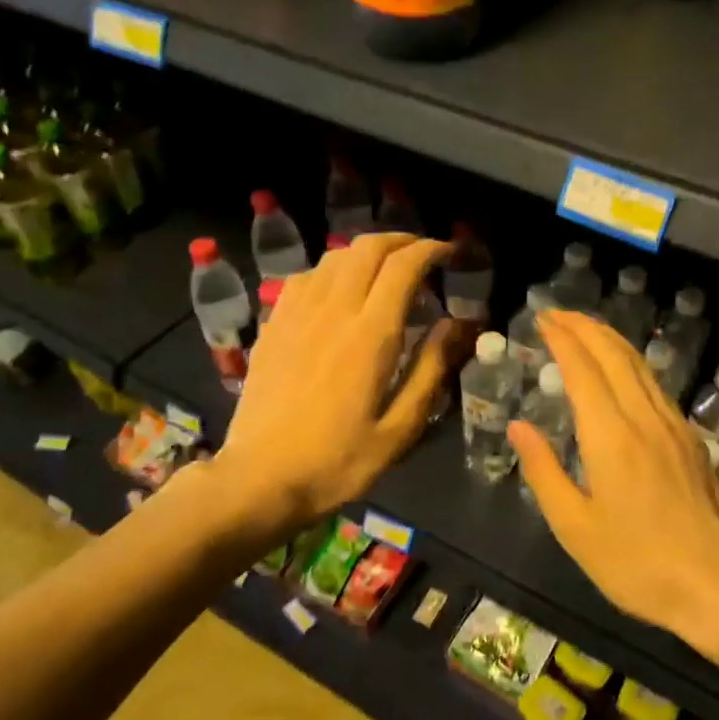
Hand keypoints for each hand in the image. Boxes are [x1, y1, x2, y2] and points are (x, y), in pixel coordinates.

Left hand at [215, 234, 458, 531]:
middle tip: (424, 255)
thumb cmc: (338, 462)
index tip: (452, 254)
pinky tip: (338, 290)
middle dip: (402, 240)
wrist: (260, 479)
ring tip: (386, 269)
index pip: (404, 266)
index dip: (432, 250)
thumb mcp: (399, 429)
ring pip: (334, 257)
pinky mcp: (273, 326)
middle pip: (367, 248)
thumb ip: (432, 370)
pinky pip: (305, 278)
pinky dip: (332, 270)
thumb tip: (458, 324)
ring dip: (366, 252)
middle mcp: (332, 311)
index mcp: (370, 335)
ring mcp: (296, 315)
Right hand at [509, 311, 718, 652]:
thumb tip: (519, 426)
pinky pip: (656, 386)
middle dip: (585, 327)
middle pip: (615, 355)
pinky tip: (623, 372)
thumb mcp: (574, 528)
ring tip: (585, 329)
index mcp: (611, 438)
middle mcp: (645, 420)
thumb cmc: (636, 564)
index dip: (562, 339)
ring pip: (641, 366)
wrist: (716, 586)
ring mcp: (674, 428)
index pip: (583, 370)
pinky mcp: (691, 442)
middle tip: (558, 313)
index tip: (542, 319)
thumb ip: (543, 471)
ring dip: (610, 340)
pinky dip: (632, 364)